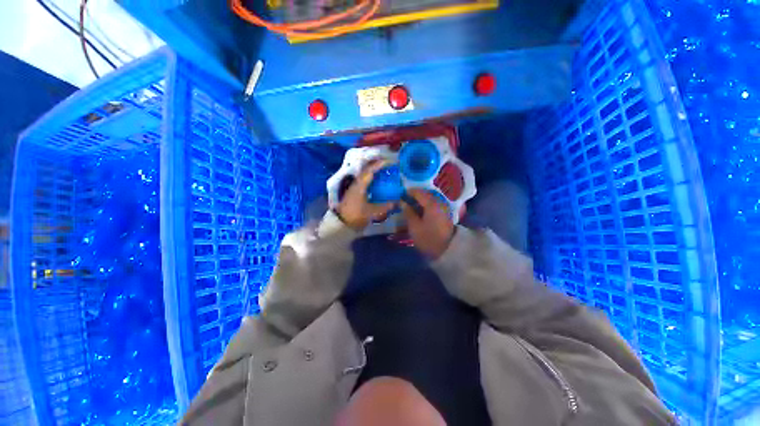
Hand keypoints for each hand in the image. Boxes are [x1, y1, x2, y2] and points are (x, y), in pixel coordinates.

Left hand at [336, 160, 395, 230]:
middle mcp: (356, 184)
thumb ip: (384, 206)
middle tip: (387, 164)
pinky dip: (370, 179)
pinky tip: (375, 182)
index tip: (388, 161)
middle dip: (376, 166)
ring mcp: (353, 188)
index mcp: (360, 185)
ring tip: (383, 171)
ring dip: (373, 172)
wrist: (341, 224)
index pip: (370, 171)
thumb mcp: (372, 212)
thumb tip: (396, 202)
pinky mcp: (353, 193)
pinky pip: (363, 181)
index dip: (379, 165)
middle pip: (366, 171)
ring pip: (364, 176)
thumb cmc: (356, 216)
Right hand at [401, 189, 454, 258]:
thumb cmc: (427, 238)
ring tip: (411, 204)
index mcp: (432, 204)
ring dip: (421, 200)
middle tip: (405, 199)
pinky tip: (420, 209)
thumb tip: (402, 202)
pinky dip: (426, 204)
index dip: (409, 192)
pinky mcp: (446, 214)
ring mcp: (444, 208)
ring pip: (431, 199)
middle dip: (415, 195)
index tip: (400, 194)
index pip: (419, 192)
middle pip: (426, 194)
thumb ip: (408, 212)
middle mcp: (440, 202)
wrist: (446, 251)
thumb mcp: (414, 226)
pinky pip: (434, 204)